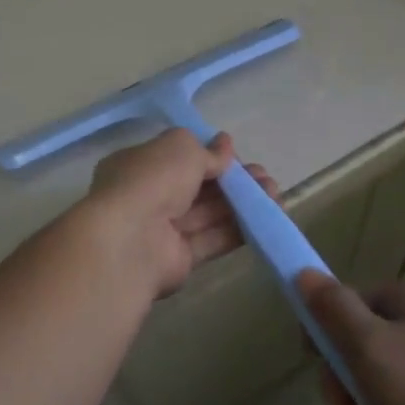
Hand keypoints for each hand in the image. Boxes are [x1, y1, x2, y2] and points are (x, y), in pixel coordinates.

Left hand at [78, 128, 271, 296]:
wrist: (130, 241)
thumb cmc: (151, 180)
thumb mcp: (180, 147)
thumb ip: (206, 150)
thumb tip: (225, 144)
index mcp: (137, 165)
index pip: (175, 157)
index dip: (206, 154)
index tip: (234, 154)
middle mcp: (147, 196)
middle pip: (195, 186)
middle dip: (230, 180)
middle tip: (263, 176)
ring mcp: (161, 230)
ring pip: (207, 213)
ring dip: (240, 202)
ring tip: (273, 193)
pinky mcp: (178, 259)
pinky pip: (211, 239)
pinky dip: (237, 228)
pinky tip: (265, 218)